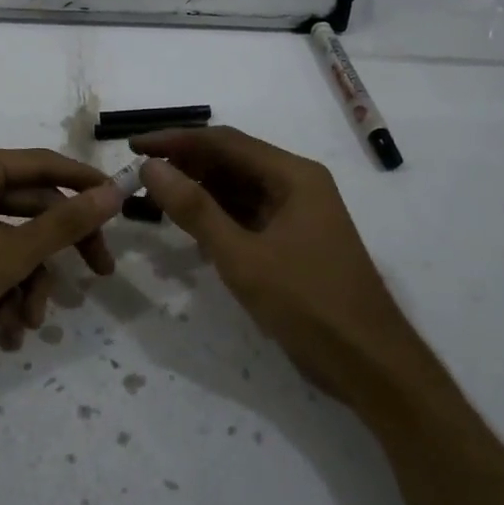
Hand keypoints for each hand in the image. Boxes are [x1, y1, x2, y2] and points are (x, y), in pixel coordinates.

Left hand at [0, 148, 121, 379]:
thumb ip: (65, 224)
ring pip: (12, 245)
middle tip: (99, 273)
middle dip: (58, 251)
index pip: (45, 165)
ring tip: (28, 323)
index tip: (121, 205)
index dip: (85, 183)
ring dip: (28, 285)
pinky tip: (5, 332)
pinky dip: (1, 295)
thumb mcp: (9, 253)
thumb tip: (114, 192)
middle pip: (32, 209)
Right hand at [133, 126, 410, 398]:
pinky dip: (216, 216)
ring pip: (237, 189)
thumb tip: (151, 166)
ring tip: (154, 197)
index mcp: (293, 175)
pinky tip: (188, 227)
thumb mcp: (242, 256)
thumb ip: (194, 209)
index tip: (134, 146)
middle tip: (139, 174)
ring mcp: (296, 214)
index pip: (224, 142)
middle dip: (185, 164)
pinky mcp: (292, 241)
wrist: (369, 364)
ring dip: (198, 190)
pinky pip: (246, 215)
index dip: (176, 140)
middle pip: (231, 161)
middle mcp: (296, 184)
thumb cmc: (308, 303)